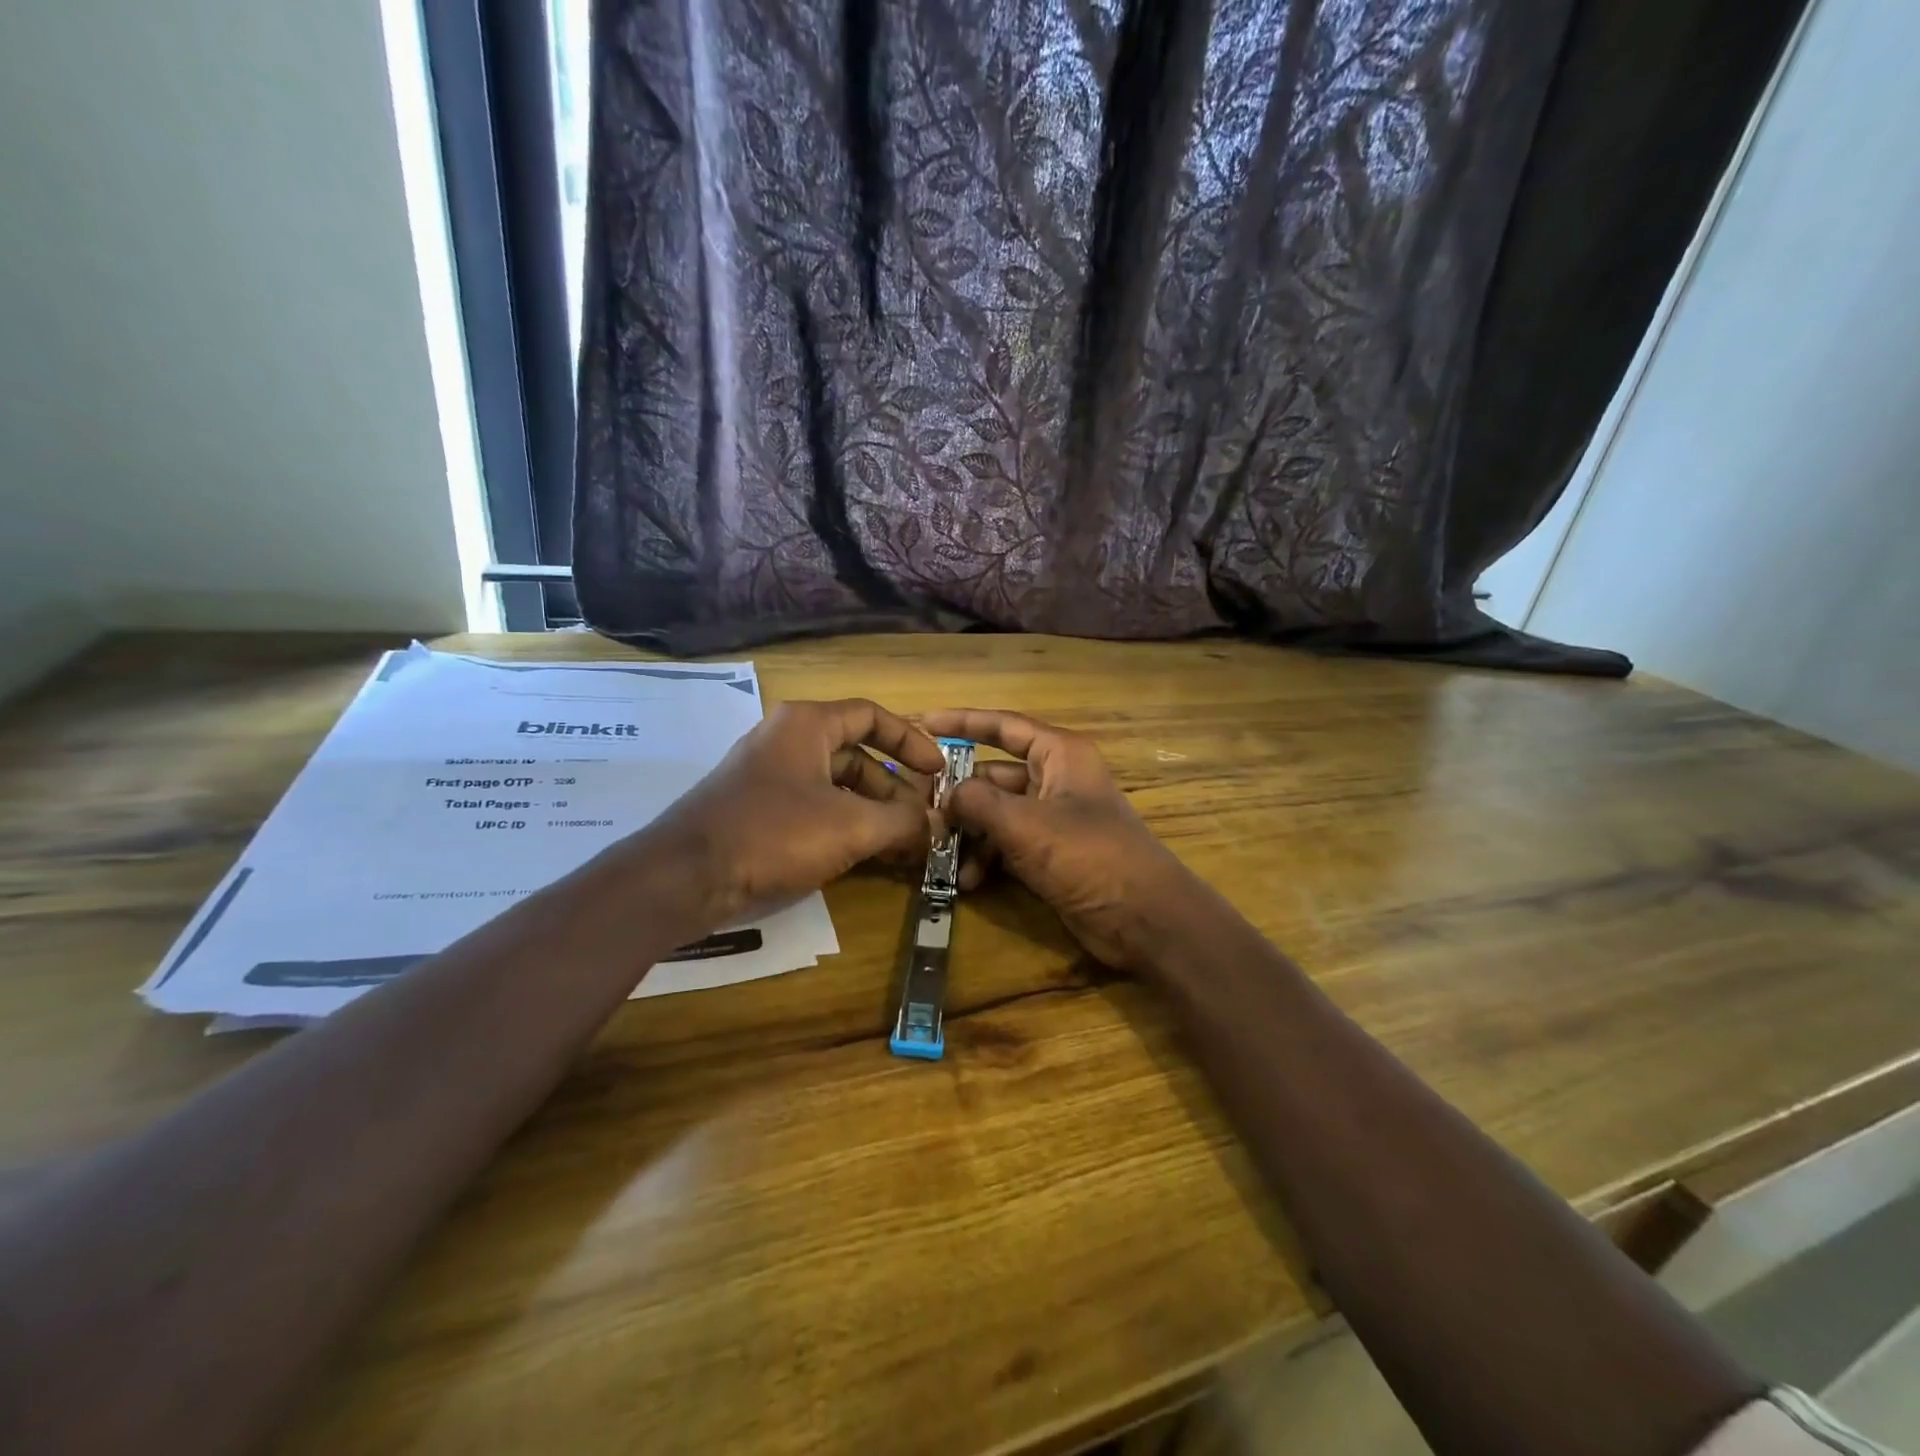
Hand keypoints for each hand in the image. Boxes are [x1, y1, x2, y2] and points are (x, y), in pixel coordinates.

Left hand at [646, 699, 945, 927]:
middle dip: (895, 788)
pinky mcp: (759, 810)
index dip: (911, 741)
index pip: (873, 716)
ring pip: (837, 786)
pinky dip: (845, 826)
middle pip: (857, 754)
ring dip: (873, 812)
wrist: (685, 876)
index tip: (938, 771)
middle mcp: (788, 741)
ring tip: (903, 845)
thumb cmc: (773, 834)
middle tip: (924, 820)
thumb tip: (936, 824)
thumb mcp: (851, 826)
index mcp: (808, 725)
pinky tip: (867, 856)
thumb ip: (903, 821)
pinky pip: (815, 809)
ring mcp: (771, 776)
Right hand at [920, 709, 1214, 972]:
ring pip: (996, 814)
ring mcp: (1053, 819)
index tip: (924, 723)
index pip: (1004, 726)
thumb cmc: (1088, 856)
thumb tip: (944, 796)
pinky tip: (967, 882)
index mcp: (1059, 755)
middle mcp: (1055, 780)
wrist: (1143, 919)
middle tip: (918, 809)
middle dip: (958, 794)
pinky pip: (1006, 845)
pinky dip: (986, 859)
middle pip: (994, 775)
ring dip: (969, 834)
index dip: (963, 722)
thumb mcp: (1025, 824)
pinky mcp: (1050, 854)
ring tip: (938, 854)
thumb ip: (977, 802)